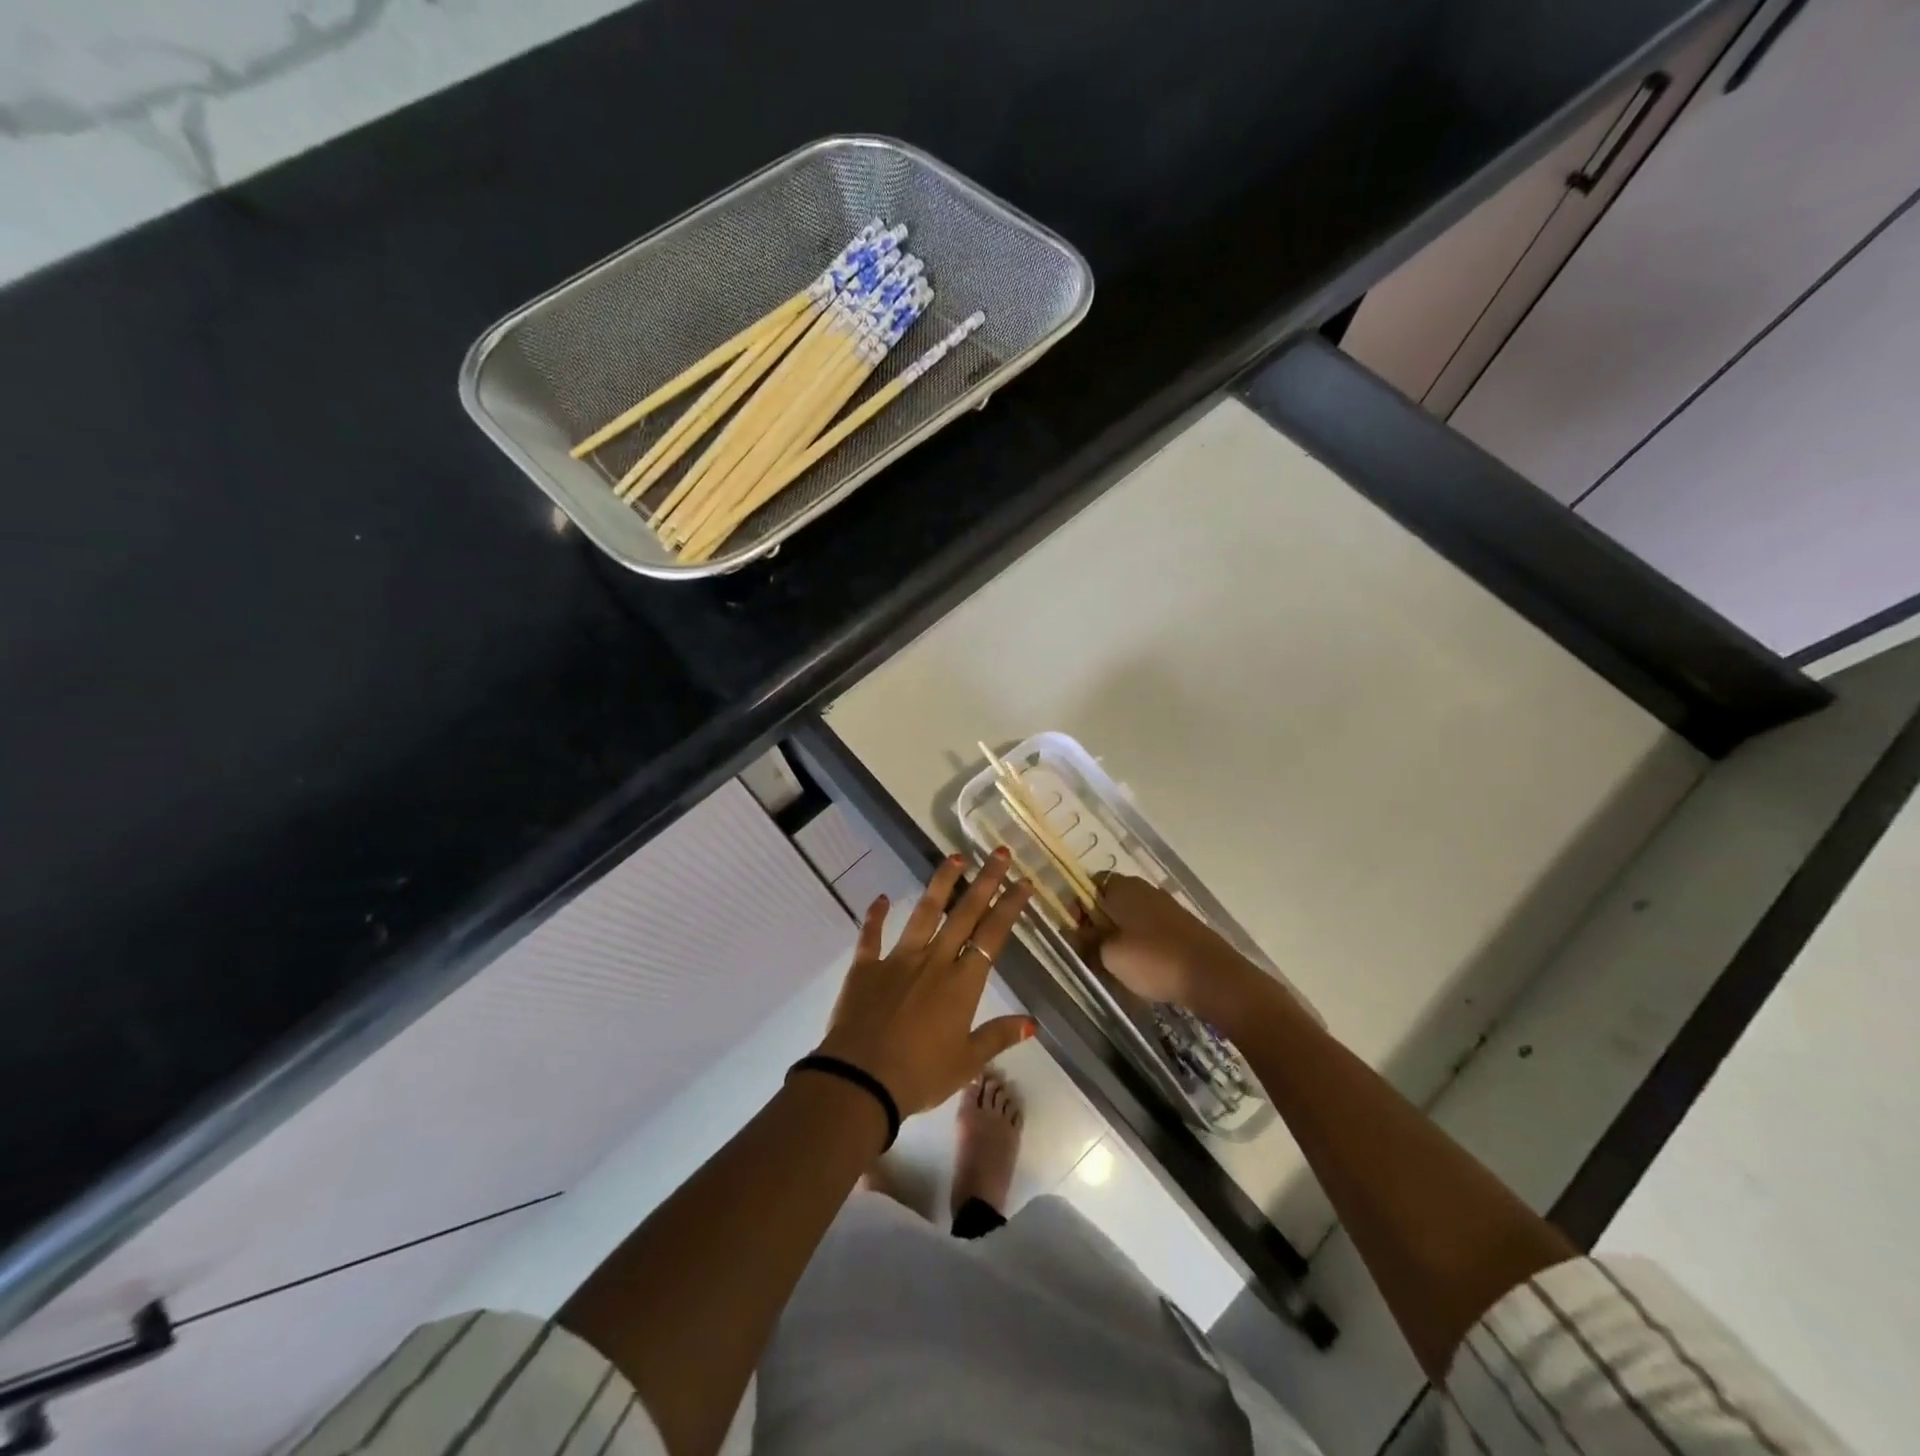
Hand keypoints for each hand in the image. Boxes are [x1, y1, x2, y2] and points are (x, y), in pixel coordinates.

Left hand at [811, 848, 1036, 1117]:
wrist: (860, 1079)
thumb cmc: (920, 1075)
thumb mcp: (966, 1062)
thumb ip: (998, 1036)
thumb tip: (1032, 1022)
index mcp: (962, 983)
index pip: (992, 936)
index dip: (1009, 907)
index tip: (1023, 882)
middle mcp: (934, 961)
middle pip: (964, 914)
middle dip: (985, 881)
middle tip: (1000, 853)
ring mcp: (898, 959)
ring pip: (924, 913)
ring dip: (940, 883)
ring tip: (955, 857)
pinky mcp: (865, 967)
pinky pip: (871, 936)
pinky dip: (875, 916)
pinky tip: (881, 898)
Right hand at [1078, 875, 1263, 1028]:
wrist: (1213, 977)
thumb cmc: (1153, 960)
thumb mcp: (1109, 955)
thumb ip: (1087, 941)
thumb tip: (1075, 934)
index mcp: (1123, 886)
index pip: (1091, 884)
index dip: (1078, 906)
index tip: (1075, 931)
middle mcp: (1145, 889)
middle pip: (1112, 900)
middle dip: (1099, 923)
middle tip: (1092, 951)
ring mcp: (1167, 906)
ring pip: (1132, 916)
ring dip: (1121, 935)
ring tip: (1116, 964)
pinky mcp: (1183, 926)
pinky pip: (1152, 929)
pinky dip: (1142, 943)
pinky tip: (1143, 967)